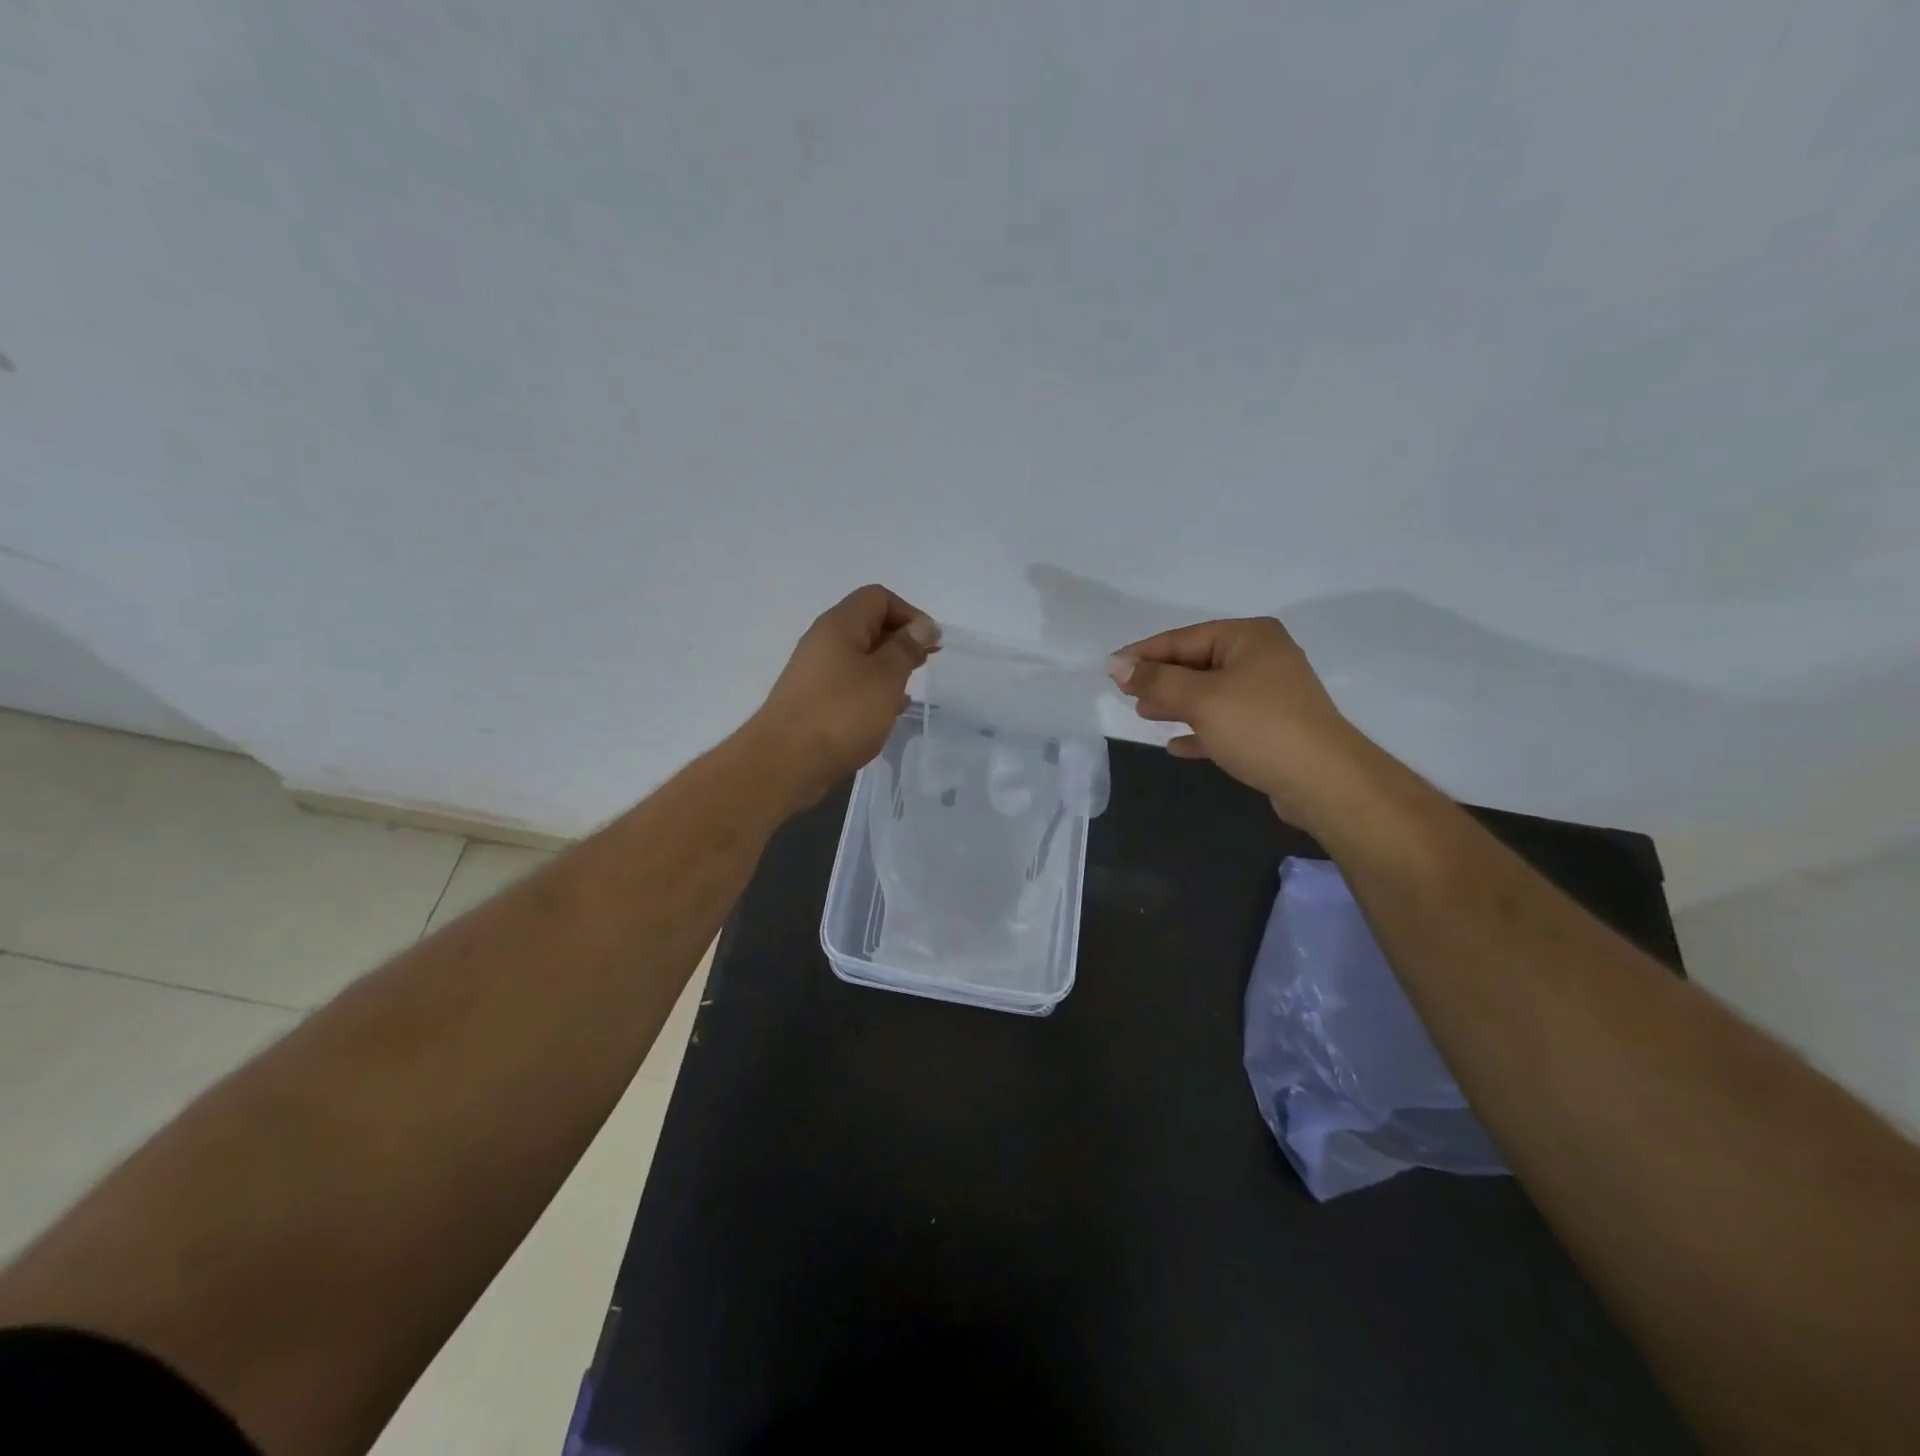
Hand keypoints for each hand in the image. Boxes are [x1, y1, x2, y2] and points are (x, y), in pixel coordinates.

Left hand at [748, 584, 938, 807]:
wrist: (785, 762)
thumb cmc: (842, 713)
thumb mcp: (885, 677)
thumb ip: (906, 648)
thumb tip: (922, 625)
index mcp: (840, 625)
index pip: (878, 598)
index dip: (909, 614)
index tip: (931, 642)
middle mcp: (823, 642)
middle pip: (867, 625)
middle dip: (901, 639)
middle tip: (926, 662)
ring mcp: (815, 673)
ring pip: (859, 657)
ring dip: (887, 666)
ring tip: (910, 686)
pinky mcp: (813, 701)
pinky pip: (848, 684)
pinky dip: (871, 690)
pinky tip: (887, 711)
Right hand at [1108, 617, 1366, 826]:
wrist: (1324, 781)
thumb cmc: (1259, 727)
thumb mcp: (1200, 698)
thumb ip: (1156, 680)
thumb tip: (1117, 666)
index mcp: (1249, 637)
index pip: (1183, 638)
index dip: (1143, 654)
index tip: (1110, 669)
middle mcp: (1262, 657)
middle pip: (1197, 663)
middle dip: (1160, 679)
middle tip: (1124, 694)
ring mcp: (1270, 694)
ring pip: (1210, 693)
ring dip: (1176, 703)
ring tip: (1143, 714)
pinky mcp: (1272, 728)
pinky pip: (1225, 722)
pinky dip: (1199, 729)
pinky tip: (1176, 745)